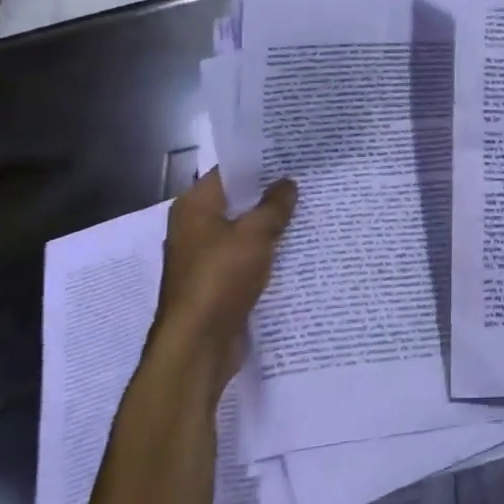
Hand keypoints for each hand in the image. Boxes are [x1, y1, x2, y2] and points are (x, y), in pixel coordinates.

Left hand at [155, 169, 297, 375]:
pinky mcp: (216, 284)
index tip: (293, 157)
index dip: (260, 164)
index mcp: (194, 207)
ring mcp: (204, 258)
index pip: (229, 172)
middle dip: (270, 196)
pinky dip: (265, 255)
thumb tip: (287, 183)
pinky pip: (245, 259)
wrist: (197, 346)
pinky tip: (296, 251)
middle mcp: (194, 227)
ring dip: (270, 227)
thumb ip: (274, 206)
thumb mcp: (254, 235)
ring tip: (309, 213)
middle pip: (237, 202)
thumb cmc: (220, 279)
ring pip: (243, 232)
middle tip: (309, 183)